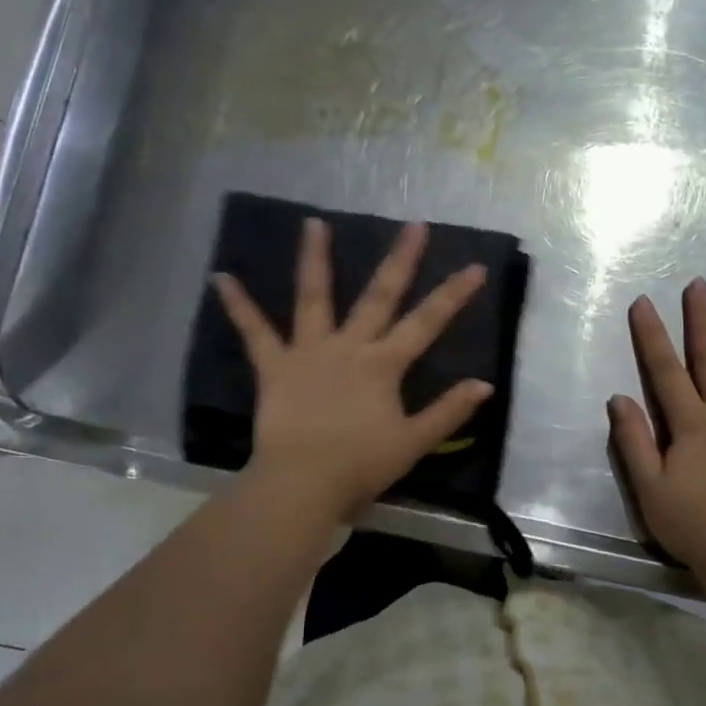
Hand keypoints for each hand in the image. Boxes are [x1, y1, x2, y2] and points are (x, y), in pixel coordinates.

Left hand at [212, 217, 492, 522]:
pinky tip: (220, 277)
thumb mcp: (414, 442)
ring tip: (313, 222)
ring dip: (315, 259)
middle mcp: (349, 346)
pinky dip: (238, 305)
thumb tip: (484, 384)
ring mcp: (309, 351)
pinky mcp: (275, 366)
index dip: (453, 295)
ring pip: (314, 297)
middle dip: (400, 260)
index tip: (475, 267)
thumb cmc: (360, 465)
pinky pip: (254, 332)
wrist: (302, 483)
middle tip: (414, 225)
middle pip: (379, 296)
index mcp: (383, 364)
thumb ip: (449, 411)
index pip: (427, 323)